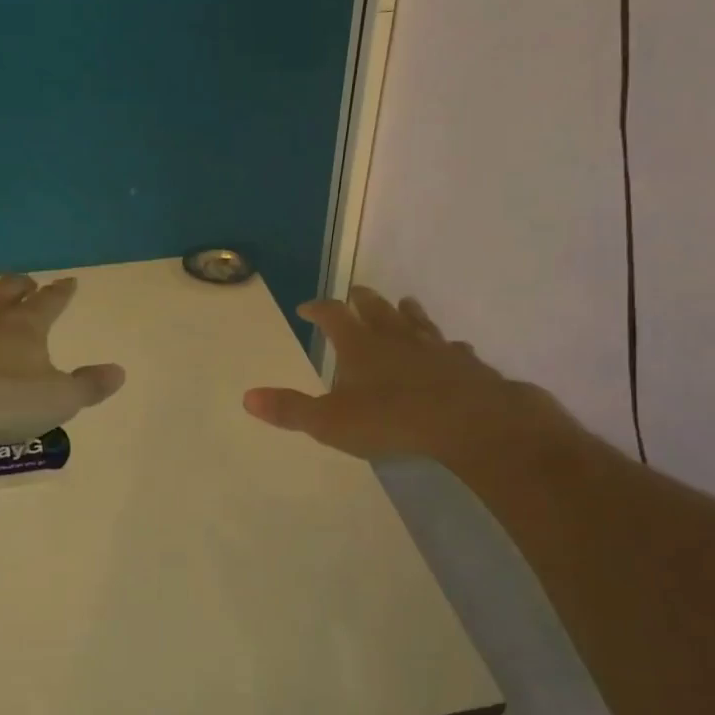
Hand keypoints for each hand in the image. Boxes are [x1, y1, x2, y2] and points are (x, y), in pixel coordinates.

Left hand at [0, 274, 124, 448]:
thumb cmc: (0, 402)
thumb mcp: (57, 401)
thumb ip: (89, 386)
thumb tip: (119, 371)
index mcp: (25, 324)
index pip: (51, 300)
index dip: (63, 291)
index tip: (70, 282)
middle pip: (8, 288)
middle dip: (22, 285)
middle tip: (29, 285)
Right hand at [243, 286, 571, 463]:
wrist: (468, 422)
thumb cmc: (391, 420)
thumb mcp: (329, 422)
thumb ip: (290, 409)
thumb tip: (246, 397)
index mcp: (359, 345)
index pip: (332, 315)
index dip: (317, 309)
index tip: (306, 307)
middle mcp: (396, 337)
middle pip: (375, 307)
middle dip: (361, 298)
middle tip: (354, 291)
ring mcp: (434, 347)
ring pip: (417, 320)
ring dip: (406, 311)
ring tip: (403, 302)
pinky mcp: (466, 364)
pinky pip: (453, 348)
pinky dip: (447, 346)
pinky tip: (452, 349)